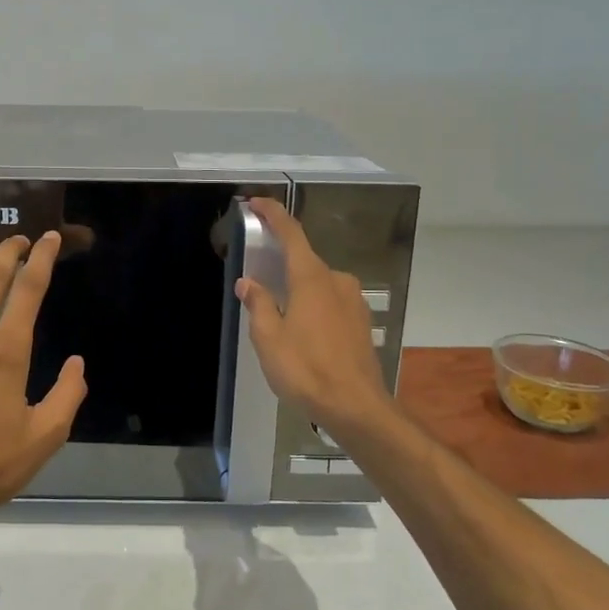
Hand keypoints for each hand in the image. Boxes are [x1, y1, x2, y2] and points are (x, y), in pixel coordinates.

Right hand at [236, 198, 394, 436]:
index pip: (291, 234)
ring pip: (318, 284)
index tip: (256, 203)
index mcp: (311, 278)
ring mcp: (353, 301)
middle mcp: (336, 281)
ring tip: (278, 316)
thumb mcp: (268, 339)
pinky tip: (302, 331)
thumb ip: (258, 304)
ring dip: (297, 291)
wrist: (356, 406)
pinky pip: (330, 301)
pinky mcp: (360, 321)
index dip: (273, 214)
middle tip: (258, 281)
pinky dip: (313, 306)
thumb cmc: (306, 370)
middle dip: (281, 266)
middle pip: (304, 261)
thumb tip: (248, 283)